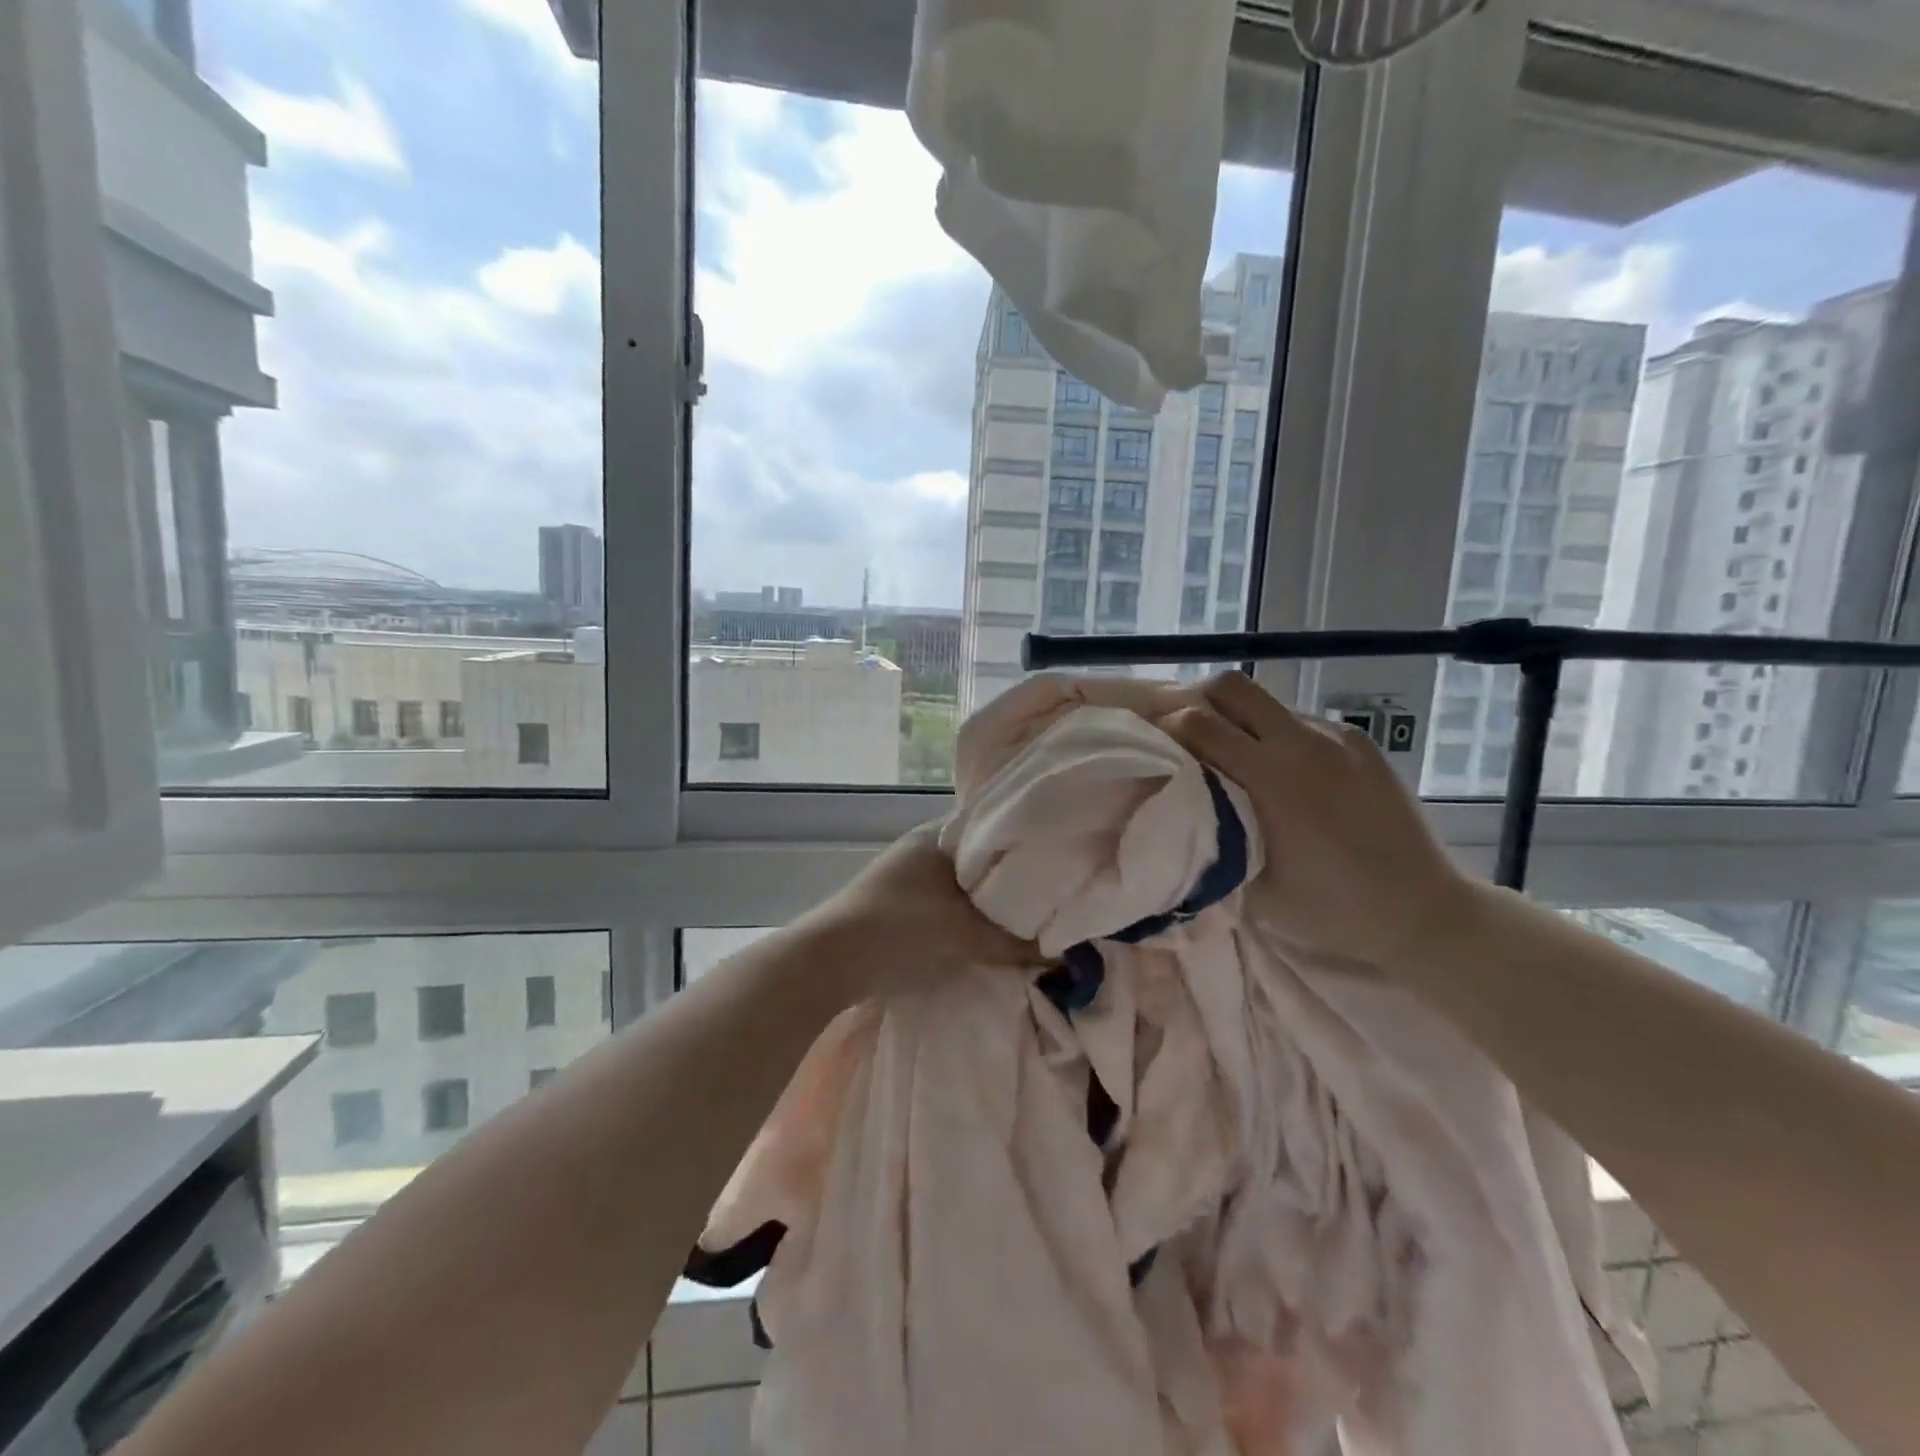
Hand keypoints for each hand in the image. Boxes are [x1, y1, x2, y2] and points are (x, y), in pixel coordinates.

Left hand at [795, 823, 1038, 998]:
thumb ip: (1017, 941)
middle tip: (1048, 897)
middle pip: (979, 859)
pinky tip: (983, 933)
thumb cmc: (902, 931)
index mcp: (937, 835)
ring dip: (985, 901)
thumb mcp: (967, 936)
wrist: (829, 962)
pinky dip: (964, 915)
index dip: (1027, 846)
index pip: (994, 828)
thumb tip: (1062, 951)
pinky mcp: (894, 903)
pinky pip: (943, 901)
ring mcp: (904, 874)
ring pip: (960, 883)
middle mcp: (921, 846)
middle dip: (1009, 880)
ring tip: (1023, 918)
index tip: (1057, 864)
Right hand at [1161, 672, 1482, 967]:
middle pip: (1230, 686)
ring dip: (1239, 721)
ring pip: (1266, 702)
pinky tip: (1285, 776)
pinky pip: (1300, 722)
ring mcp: (1336, 737)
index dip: (1165, 727)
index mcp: (1271, 778)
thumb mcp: (1251, 884)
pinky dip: (1277, 737)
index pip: (1198, 722)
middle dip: (1198, 702)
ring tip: (1238, 761)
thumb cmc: (1329, 909)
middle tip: (1189, 737)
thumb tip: (1175, 809)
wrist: (1422, 911)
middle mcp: (1302, 742)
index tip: (1154, 746)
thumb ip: (1210, 835)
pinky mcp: (1361, 742)